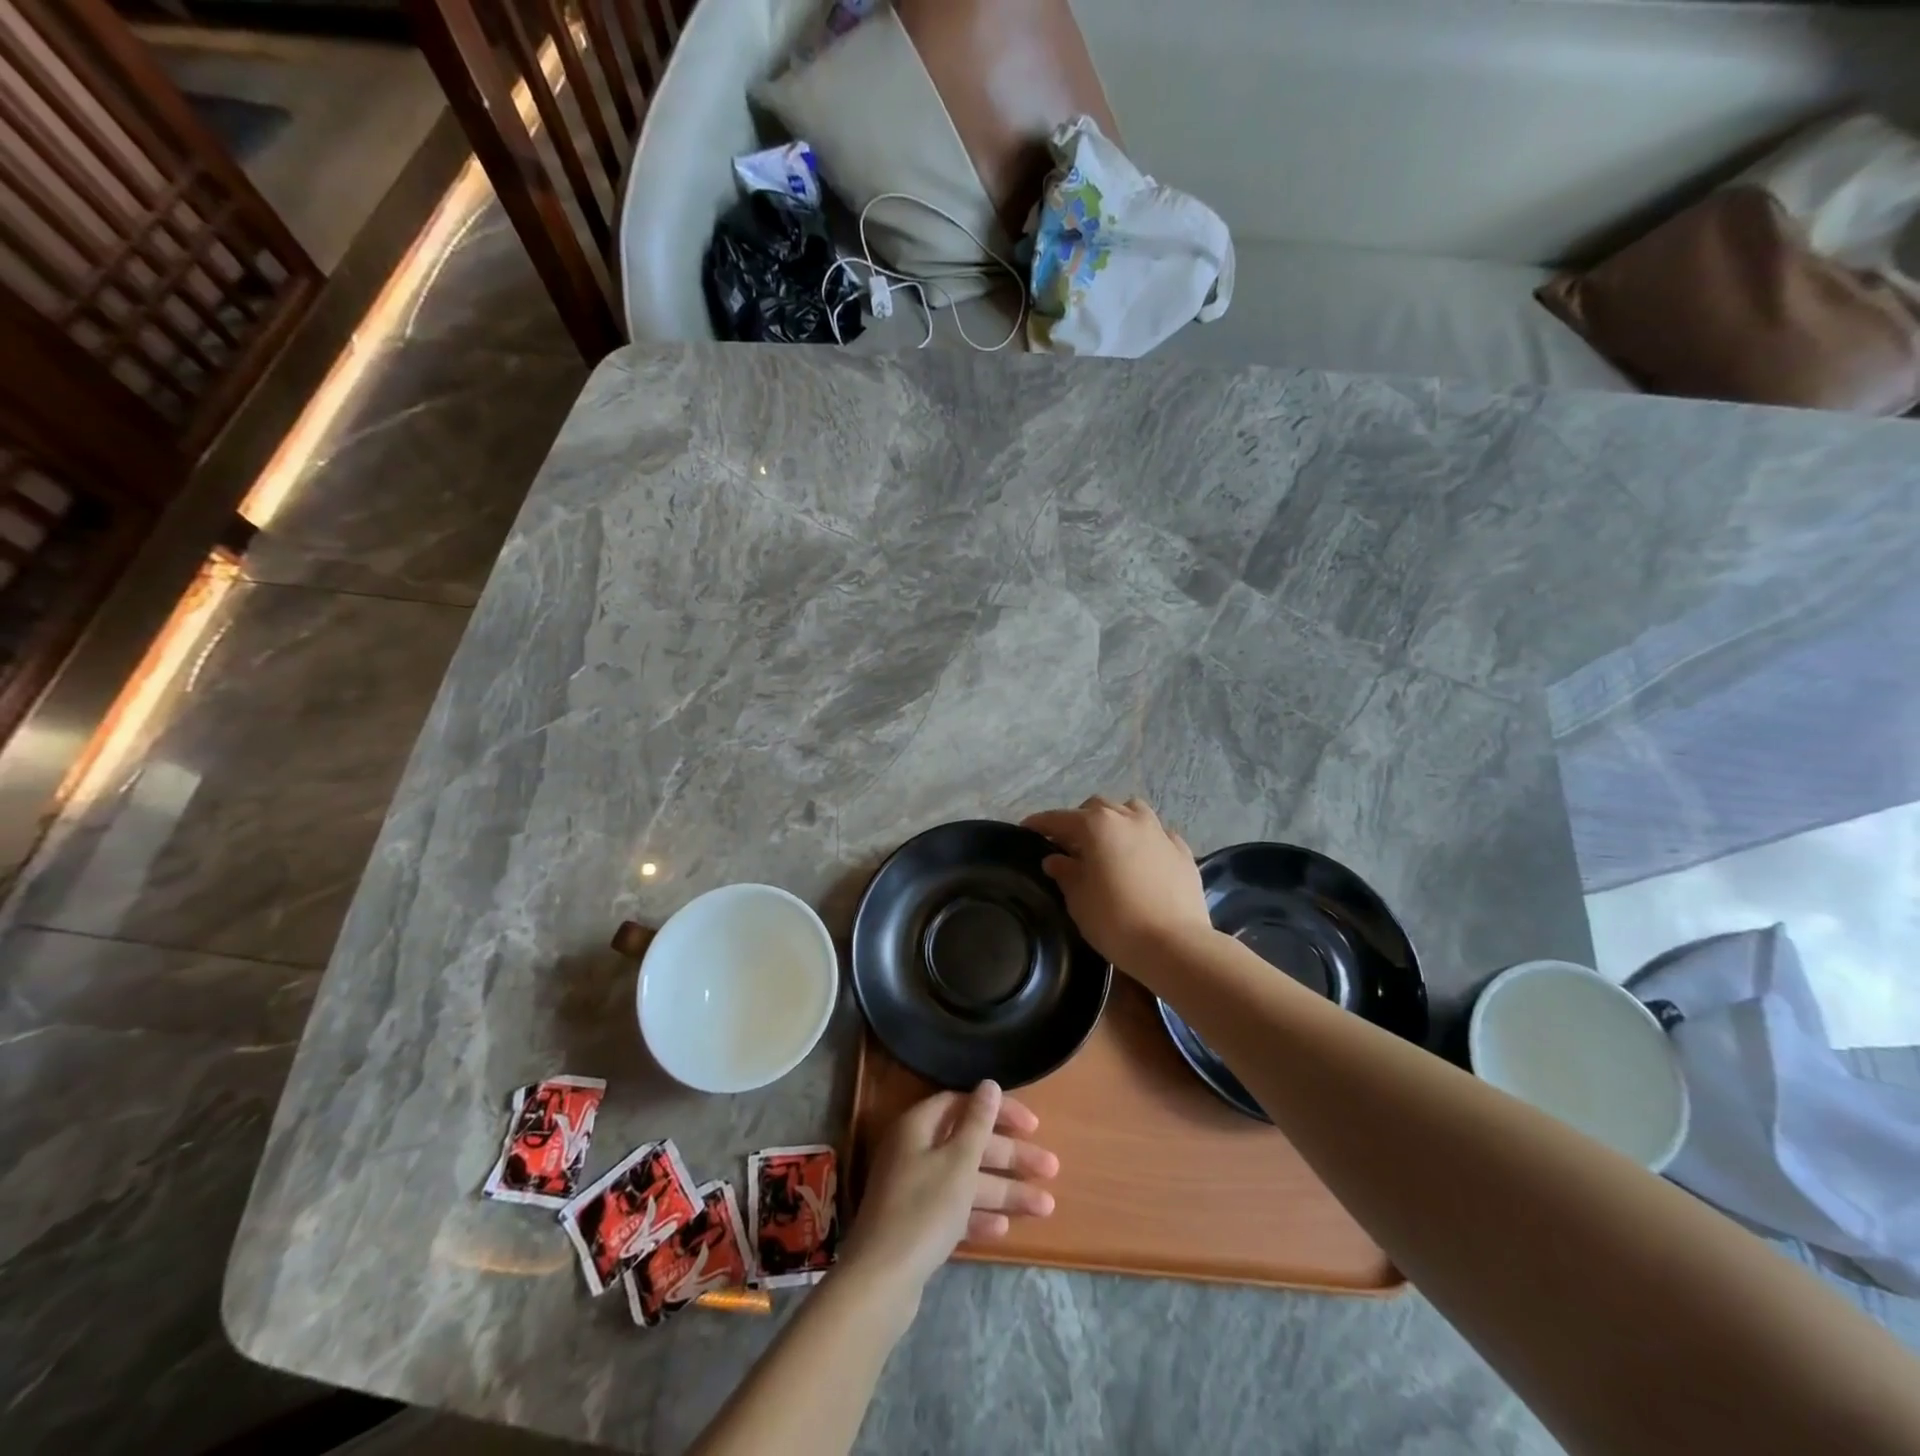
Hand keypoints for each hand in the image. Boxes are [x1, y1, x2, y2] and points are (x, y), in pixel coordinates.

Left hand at [840, 1082, 1057, 1298]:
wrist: (880, 1282)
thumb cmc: (923, 1210)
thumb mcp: (958, 1162)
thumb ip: (978, 1122)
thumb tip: (989, 1084)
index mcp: (918, 1127)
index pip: (962, 1104)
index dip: (998, 1112)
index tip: (1032, 1126)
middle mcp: (914, 1151)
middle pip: (969, 1145)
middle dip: (1011, 1158)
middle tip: (1051, 1169)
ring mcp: (914, 1189)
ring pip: (966, 1181)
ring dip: (1004, 1191)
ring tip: (1046, 1207)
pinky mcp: (917, 1225)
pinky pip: (954, 1210)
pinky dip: (978, 1216)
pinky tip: (1004, 1228)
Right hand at [1023, 796, 1213, 970]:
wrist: (1174, 945)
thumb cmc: (1115, 921)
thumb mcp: (1079, 900)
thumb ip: (1065, 873)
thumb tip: (1056, 859)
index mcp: (1098, 826)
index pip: (1060, 818)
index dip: (1040, 823)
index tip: (1027, 828)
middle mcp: (1129, 819)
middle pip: (1098, 808)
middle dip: (1080, 821)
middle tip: (1069, 844)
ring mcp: (1160, 832)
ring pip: (1132, 812)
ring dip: (1116, 821)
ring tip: (1109, 844)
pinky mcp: (1182, 851)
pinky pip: (1159, 835)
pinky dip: (1145, 840)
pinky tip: (1142, 858)